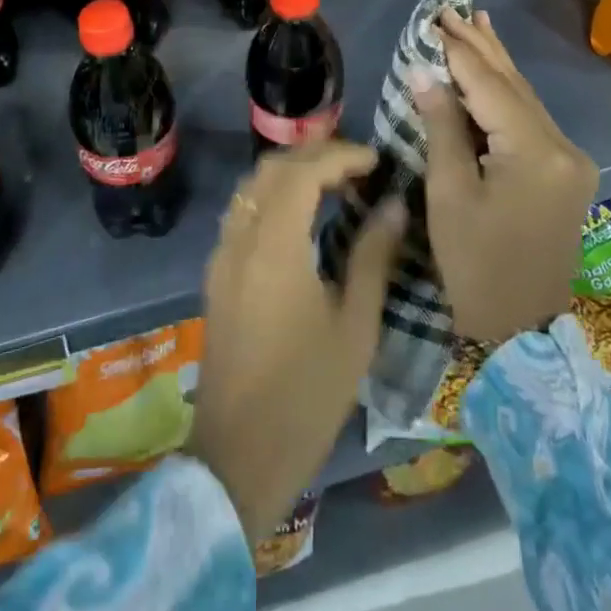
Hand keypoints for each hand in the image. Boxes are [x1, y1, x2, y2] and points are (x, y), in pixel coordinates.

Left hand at [187, 141, 405, 541]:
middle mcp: (240, 238)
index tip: (376, 159)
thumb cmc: (307, 395)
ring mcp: (222, 255)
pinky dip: (272, 195)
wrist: (238, 457)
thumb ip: (373, 256)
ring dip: (291, 171)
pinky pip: (242, 211)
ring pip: (252, 186)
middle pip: (272, 168)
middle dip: (315, 154)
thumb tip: (393, 205)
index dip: (340, 155)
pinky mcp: (216, 275)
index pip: (303, 170)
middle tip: (358, 164)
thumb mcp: (355, 327)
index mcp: (274, 245)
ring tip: (334, 182)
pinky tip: (300, 215)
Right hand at [414, 9, 596, 342]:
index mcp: (536, 152)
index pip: (489, 85)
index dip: (458, 51)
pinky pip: (531, 118)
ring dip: (495, 62)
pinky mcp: (567, 171)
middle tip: (451, 9)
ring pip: (525, 98)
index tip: (433, 19)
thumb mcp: (449, 194)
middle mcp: (564, 146)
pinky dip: (506, 92)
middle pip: (513, 84)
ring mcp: (571, 158)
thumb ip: (442, 126)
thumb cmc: (475, 265)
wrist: (521, 330)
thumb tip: (425, 71)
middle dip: (480, 45)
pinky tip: (495, 68)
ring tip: (476, 22)